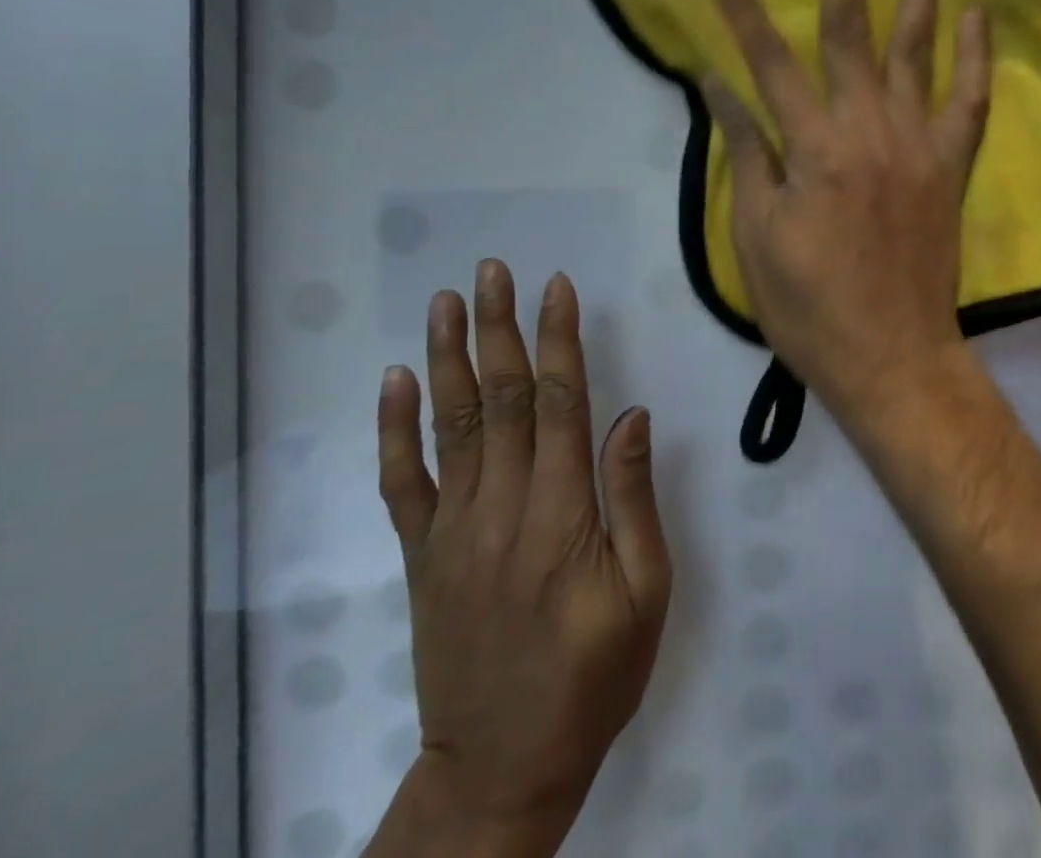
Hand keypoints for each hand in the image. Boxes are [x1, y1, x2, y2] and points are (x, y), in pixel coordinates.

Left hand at [370, 260, 671, 857]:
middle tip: (493, 271)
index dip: (557, 340)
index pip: (558, 403)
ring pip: (450, 426)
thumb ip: (634, 500)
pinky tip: (397, 381)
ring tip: (446, 302)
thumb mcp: (645, 594)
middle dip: (498, 328)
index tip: (556, 287)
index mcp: (561, 514)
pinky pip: (403, 482)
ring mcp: (453, 530)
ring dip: (448, 357)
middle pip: (498, 399)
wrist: (501, 769)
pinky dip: (396, 429)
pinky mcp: (422, 556)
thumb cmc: (593, 677)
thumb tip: (631, 416)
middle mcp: (501, 508)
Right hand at [703, 0, 992, 414]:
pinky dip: (977, 56)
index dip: (745, 14)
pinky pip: (971, 101)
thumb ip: (746, 153)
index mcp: (812, 148)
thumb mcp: (757, 234)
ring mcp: (918, 143)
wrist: (892, 354)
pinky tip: (978, 14)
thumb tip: (721, 88)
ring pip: (917, 51)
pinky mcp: (951, 165)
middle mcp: (867, 128)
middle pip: (848, 33)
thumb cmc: (810, 304)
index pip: (769, 63)